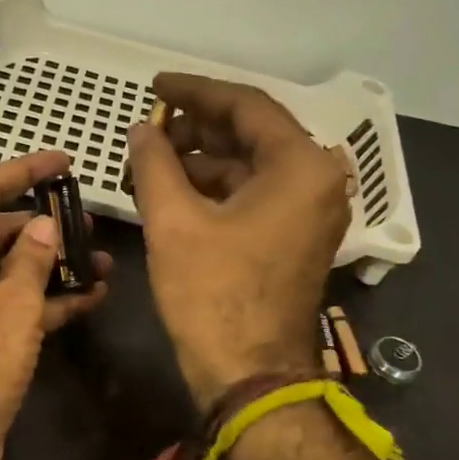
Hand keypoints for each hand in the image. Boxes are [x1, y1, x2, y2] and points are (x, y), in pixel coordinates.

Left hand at [0, 150, 111, 459]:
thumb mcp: (10, 306)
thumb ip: (32, 259)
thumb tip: (45, 225)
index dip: (24, 170)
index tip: (64, 159)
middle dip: (45, 224)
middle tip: (93, 219)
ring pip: (12, 270)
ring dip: (54, 265)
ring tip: (104, 259)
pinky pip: (16, 305)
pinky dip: (49, 300)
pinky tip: (93, 296)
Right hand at [127, 74, 348, 409]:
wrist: (250, 374)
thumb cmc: (213, 295)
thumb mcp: (174, 222)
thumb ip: (154, 163)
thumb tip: (140, 130)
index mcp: (301, 166)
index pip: (246, 106)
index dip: (194, 91)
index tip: (155, 85)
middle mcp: (318, 181)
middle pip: (252, 135)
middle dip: (196, 128)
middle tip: (149, 128)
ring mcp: (310, 212)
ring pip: (252, 167)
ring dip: (203, 161)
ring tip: (152, 162)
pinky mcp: (296, 239)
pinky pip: (256, 196)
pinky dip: (217, 190)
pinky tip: (176, 192)